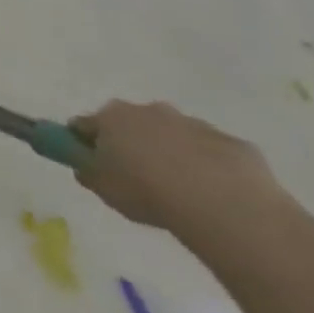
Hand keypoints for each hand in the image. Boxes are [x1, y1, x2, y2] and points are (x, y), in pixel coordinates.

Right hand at [70, 100, 289, 237]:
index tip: (91, 165)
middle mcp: (148, 110)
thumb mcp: (103, 188)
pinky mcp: (229, 142)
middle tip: (139, 180)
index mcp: (112, 117)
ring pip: (173, 136)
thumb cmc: (147, 191)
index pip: (85, 125)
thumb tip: (84, 164)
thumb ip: (88, 171)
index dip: (85, 144)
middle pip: (131, 125)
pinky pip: (211, 154)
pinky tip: (214, 196)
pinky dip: (208, 168)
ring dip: (172, 155)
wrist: (221, 202)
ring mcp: (191, 123)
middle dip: (132, 145)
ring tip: (182, 193)